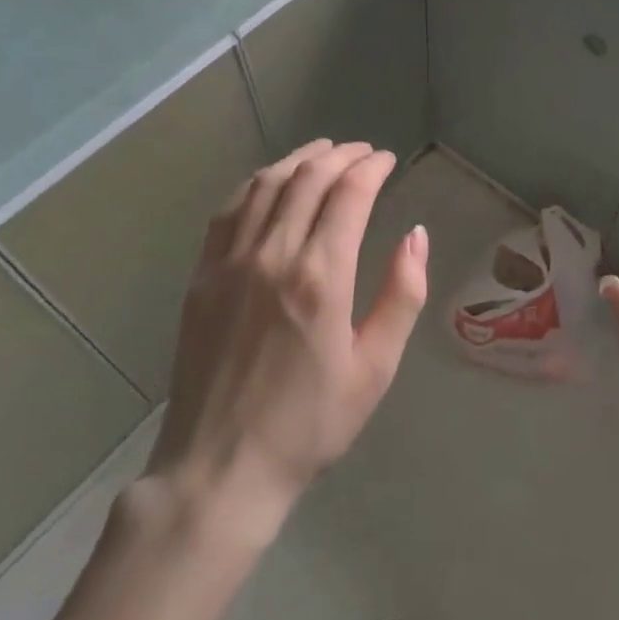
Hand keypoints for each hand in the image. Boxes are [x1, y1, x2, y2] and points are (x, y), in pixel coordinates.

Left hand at [138, 140, 430, 547]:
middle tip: (362, 152)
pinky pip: (229, 210)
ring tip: (323, 152)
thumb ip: (401, 294)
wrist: (221, 468)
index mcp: (321, 277)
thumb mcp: (375, 368)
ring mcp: (230, 262)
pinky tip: (270, 181)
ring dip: (298, 159)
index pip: (349, 194)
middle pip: (308, 178)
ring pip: (266, 185)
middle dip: (340, 156)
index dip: (371, 168)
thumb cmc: (309, 424)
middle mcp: (273, 254)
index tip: (387, 160)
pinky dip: (255, 183)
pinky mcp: (202, 275)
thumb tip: (416, 235)